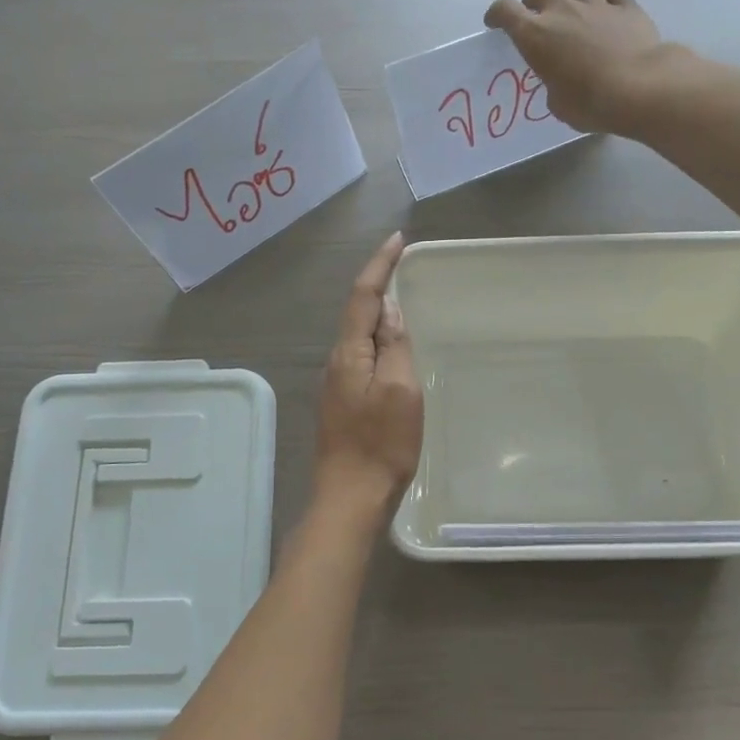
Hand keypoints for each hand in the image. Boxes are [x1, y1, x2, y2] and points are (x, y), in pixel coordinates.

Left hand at [314, 232, 423, 512]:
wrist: (350, 499)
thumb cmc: (382, 445)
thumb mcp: (400, 391)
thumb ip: (394, 347)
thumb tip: (389, 311)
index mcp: (349, 354)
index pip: (362, 296)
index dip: (379, 266)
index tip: (397, 241)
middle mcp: (336, 363)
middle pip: (356, 313)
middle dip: (377, 284)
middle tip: (403, 266)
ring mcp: (336, 385)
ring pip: (358, 336)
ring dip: (377, 313)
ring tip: (403, 301)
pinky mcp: (343, 404)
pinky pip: (361, 358)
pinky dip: (378, 341)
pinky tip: (392, 348)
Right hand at [484, 0, 676, 133]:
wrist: (639, 89)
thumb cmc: (590, 104)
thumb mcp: (558, 104)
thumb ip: (552, 84)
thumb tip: (561, 80)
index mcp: (535, 36)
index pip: (505, 10)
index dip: (497, 13)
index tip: (496, 23)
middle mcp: (561, 10)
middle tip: (538, 13)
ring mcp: (595, 3)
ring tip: (572, 7)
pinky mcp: (625, 3)